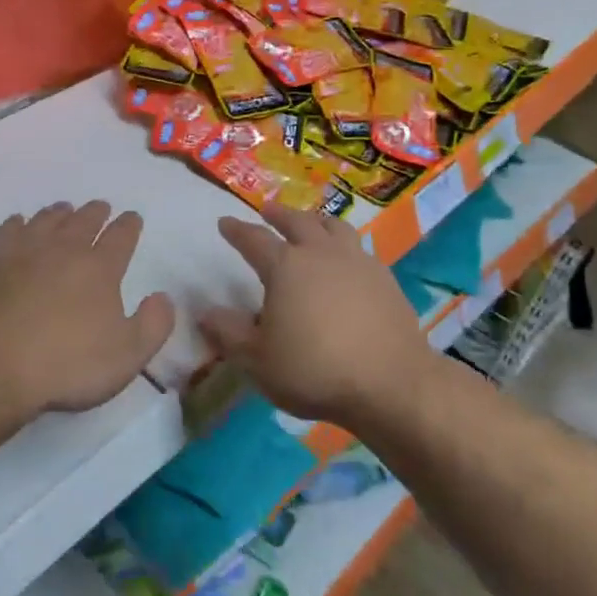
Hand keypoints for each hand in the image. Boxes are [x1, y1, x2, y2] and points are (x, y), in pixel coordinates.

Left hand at [0, 201, 174, 415]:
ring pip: (48, 220)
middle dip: (96, 213)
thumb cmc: (67, 364)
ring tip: (65, 209)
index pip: (121, 237)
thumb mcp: (127, 355)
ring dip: (60, 213)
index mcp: (100, 268)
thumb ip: (153, 324)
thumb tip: (163, 297)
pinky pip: (10, 230)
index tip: (132, 217)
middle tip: (100, 207)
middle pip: (84, 221)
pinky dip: (19, 223)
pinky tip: (19, 223)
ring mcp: (26, 251)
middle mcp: (65, 249)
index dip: (129, 225)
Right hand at [201, 203, 430, 425]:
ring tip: (311, 224)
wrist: (391, 384)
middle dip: (279, 214)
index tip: (225, 222)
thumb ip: (229, 333)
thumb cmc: (315, 370)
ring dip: (316, 221)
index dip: (237, 231)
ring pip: (334, 227)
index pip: (254, 240)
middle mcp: (320, 254)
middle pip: (297, 222)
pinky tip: (347, 260)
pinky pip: (359, 249)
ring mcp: (357, 262)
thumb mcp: (258, 360)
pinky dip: (345, 246)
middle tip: (268, 211)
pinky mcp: (385, 279)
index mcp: (285, 267)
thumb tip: (205, 312)